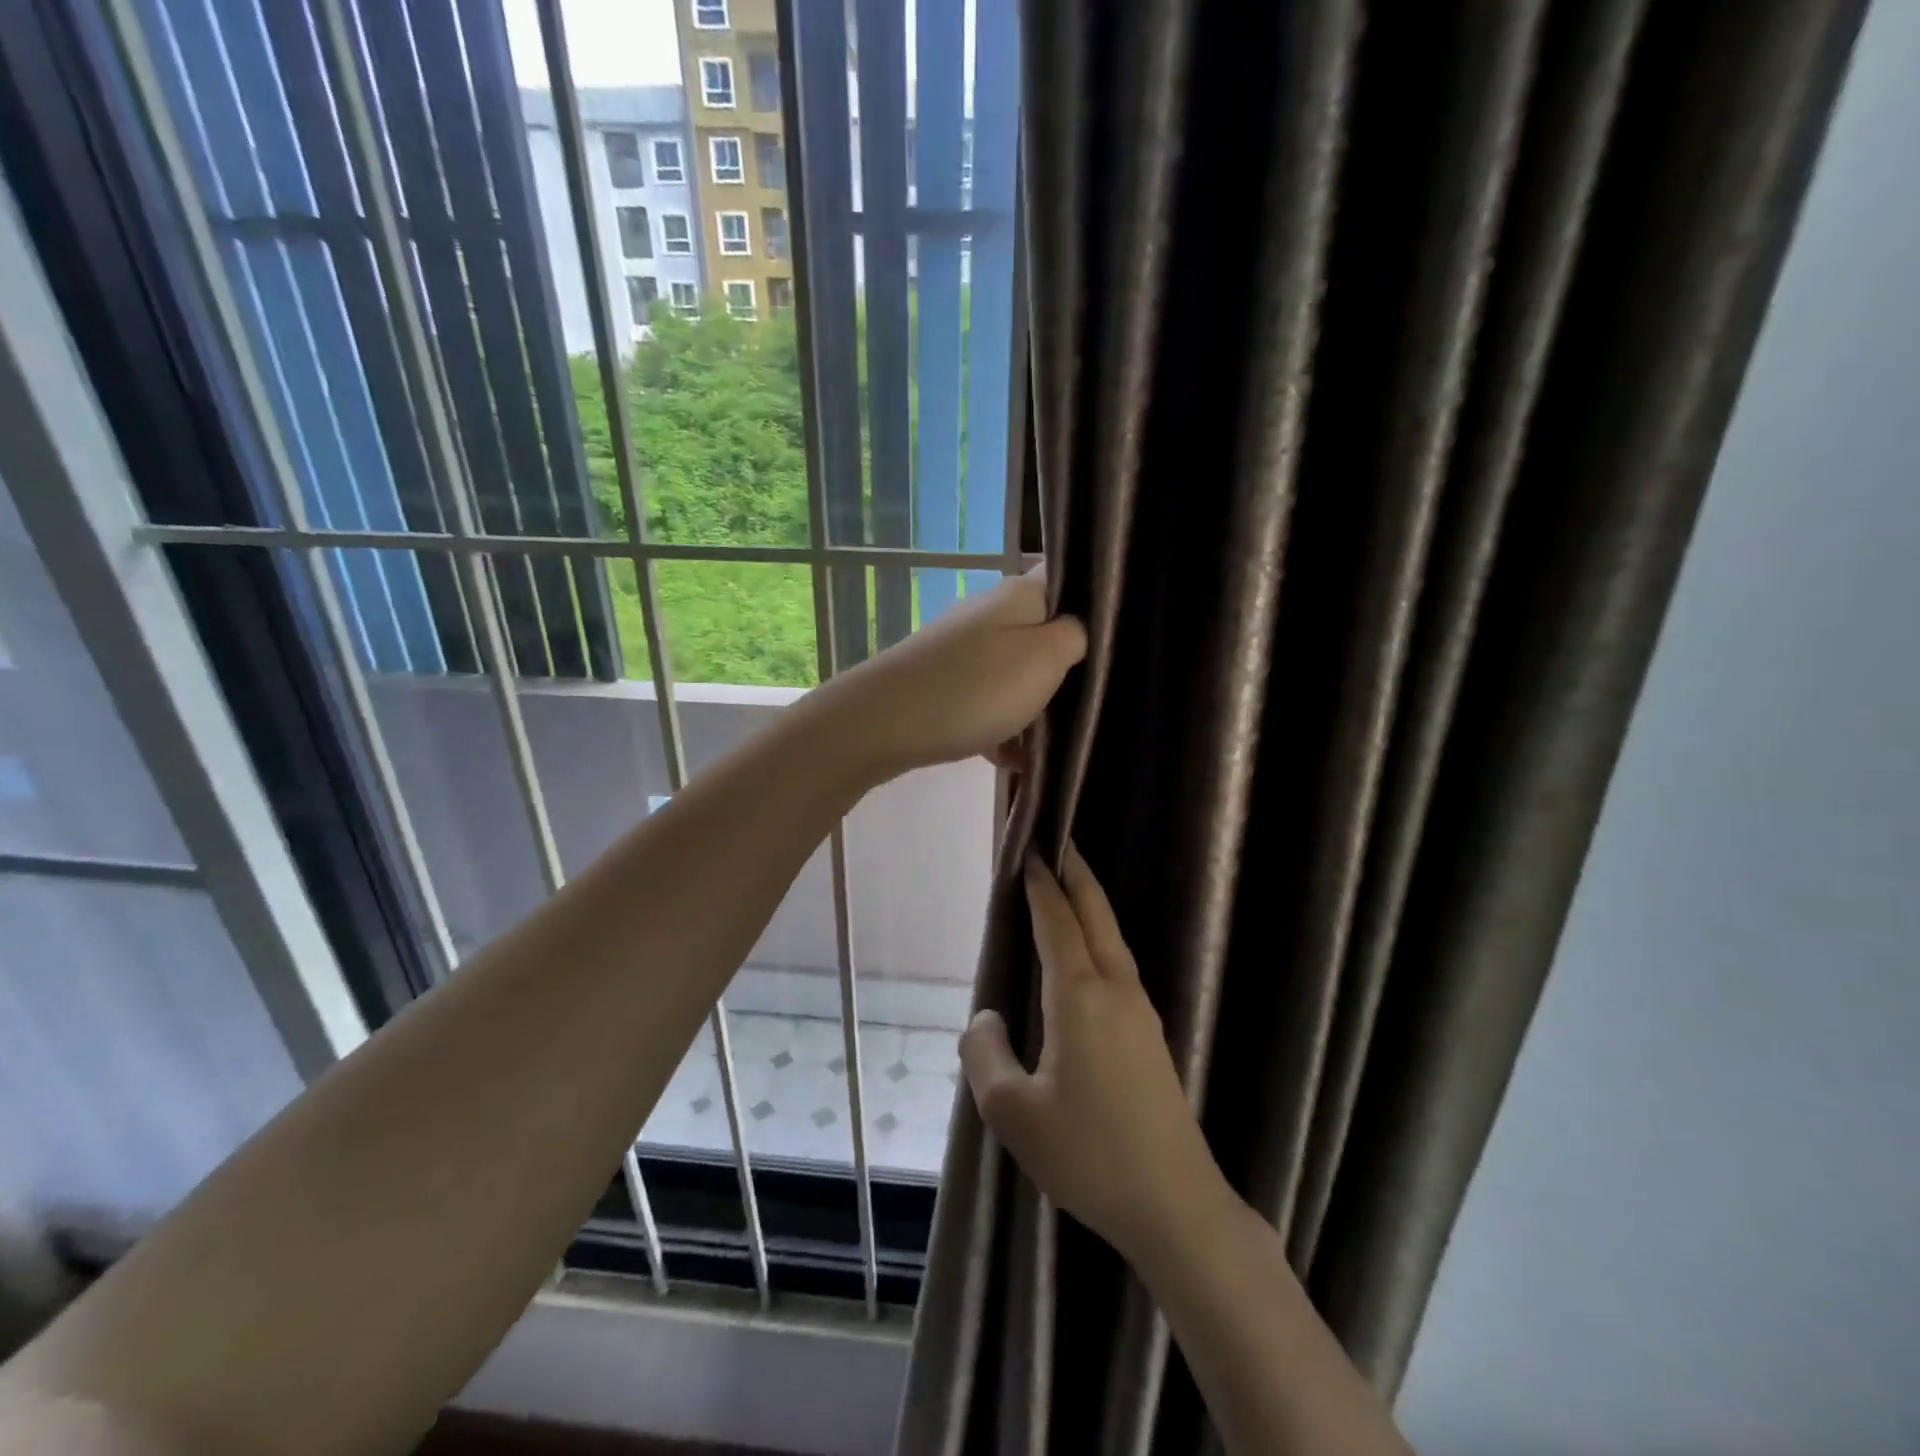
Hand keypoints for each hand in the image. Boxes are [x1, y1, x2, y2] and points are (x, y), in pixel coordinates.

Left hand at [821, 567, 1085, 777]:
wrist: (883, 724)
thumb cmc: (975, 688)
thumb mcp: (1045, 658)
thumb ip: (1074, 636)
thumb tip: (1075, 629)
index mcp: (1019, 595)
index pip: (1068, 579)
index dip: (1095, 605)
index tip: (1115, 645)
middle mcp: (989, 613)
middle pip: (1043, 634)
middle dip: (1066, 670)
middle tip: (1088, 703)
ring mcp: (962, 650)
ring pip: (1016, 674)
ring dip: (1035, 708)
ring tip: (1051, 744)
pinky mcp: (943, 684)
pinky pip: (987, 703)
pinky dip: (1002, 729)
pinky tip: (1012, 761)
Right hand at [961, 846, 1230, 1263]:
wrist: (1174, 1203)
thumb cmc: (1088, 1153)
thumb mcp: (1012, 1112)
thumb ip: (985, 1053)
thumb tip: (988, 1018)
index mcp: (1079, 995)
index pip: (1056, 919)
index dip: (1039, 881)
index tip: (1029, 846)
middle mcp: (1114, 988)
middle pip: (1094, 912)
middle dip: (1074, 872)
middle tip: (1055, 839)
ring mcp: (1140, 1009)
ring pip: (1110, 935)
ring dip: (1088, 902)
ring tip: (1064, 884)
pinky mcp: (1149, 1034)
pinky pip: (1117, 962)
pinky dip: (1096, 934)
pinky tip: (1084, 952)